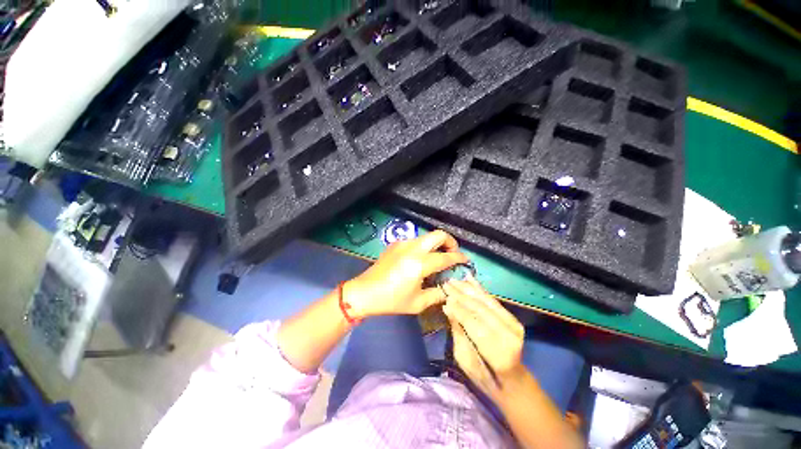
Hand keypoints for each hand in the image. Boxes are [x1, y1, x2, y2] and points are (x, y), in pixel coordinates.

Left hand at [347, 230, 468, 317]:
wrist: (364, 292)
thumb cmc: (391, 300)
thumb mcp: (418, 303)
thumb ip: (437, 294)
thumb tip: (449, 288)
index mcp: (419, 263)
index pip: (445, 257)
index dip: (458, 258)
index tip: (466, 260)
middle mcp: (412, 248)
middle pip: (438, 235)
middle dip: (450, 242)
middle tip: (452, 254)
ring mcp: (403, 243)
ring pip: (426, 236)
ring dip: (436, 244)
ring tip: (437, 257)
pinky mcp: (395, 244)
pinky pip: (415, 240)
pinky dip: (424, 246)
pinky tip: (420, 259)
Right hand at [442, 278, 524, 396]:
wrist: (513, 381)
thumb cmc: (484, 377)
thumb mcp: (465, 360)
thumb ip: (458, 332)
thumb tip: (448, 308)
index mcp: (498, 354)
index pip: (473, 323)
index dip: (458, 309)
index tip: (444, 297)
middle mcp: (509, 336)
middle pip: (480, 309)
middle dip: (461, 295)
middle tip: (446, 284)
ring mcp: (514, 325)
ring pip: (486, 302)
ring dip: (468, 289)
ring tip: (454, 280)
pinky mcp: (513, 319)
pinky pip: (494, 300)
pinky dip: (480, 289)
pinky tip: (469, 279)